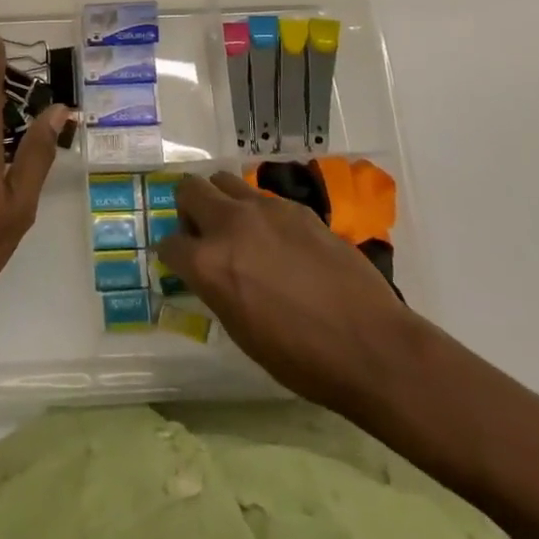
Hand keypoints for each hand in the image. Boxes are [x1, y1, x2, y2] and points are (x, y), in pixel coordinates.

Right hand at [156, 173, 411, 410]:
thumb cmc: (300, 358)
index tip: (182, 264)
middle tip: (203, 233)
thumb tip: (209, 275)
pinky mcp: (296, 208)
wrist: (370, 345)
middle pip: (189, 189)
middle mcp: (229, 224)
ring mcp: (265, 209)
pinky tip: (279, 241)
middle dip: (188, 208)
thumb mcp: (240, 331)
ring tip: (239, 229)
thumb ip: (215, 289)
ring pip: (224, 180)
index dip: (173, 255)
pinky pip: (263, 198)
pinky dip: (258, 212)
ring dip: (221, 200)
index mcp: (208, 263)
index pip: (168, 243)